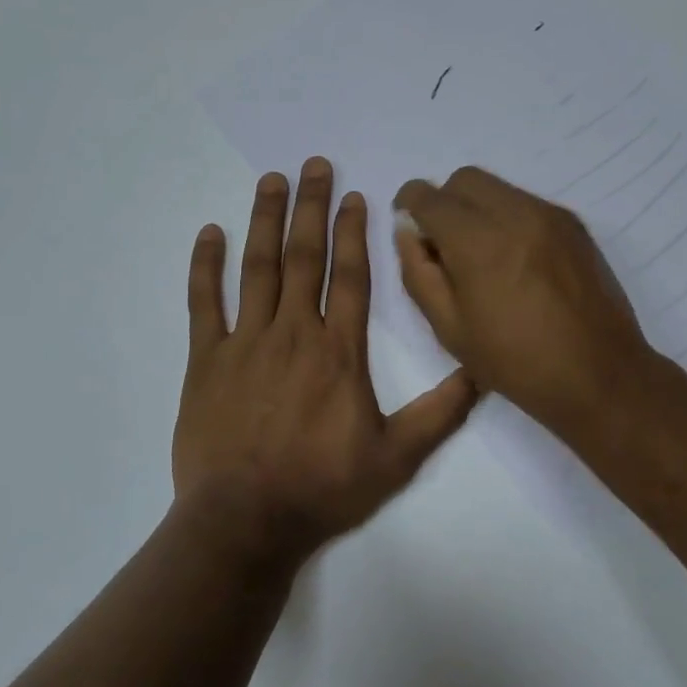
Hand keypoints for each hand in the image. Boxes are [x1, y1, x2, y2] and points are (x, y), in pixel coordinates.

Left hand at [173, 157, 479, 568]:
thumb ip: (441, 412)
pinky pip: (204, 303)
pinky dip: (205, 266)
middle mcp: (293, 333)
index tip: (355, 196)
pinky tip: (209, 233)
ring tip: (270, 180)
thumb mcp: (397, 457)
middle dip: (311, 206)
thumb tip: (482, 372)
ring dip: (264, 220)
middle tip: (313, 164)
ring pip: (257, 268)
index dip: (354, 232)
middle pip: (304, 256)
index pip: (349, 276)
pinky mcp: (206, 361)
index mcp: (338, 351)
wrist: (246, 522)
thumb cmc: (323, 488)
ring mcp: (245, 343)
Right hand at [392, 167, 653, 439]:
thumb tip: (408, 232)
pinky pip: (527, 202)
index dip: (410, 204)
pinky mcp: (574, 224)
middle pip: (465, 179)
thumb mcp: (450, 329)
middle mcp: (515, 214)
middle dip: (445, 201)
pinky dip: (508, 217)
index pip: (429, 197)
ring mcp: (549, 215)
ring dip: (477, 208)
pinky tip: (515, 261)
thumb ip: (419, 272)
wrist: (600, 375)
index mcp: (478, 242)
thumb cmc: (516, 362)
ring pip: (498, 187)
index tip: (409, 223)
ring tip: (483, 256)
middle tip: (445, 244)